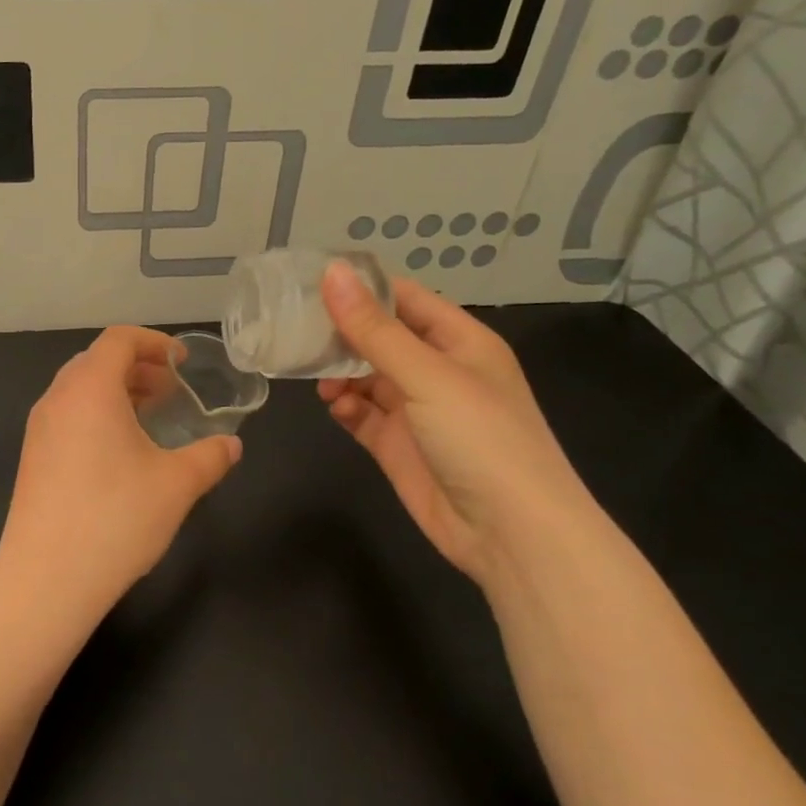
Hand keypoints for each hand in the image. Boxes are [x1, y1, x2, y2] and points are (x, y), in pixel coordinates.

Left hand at [0, 327, 241, 619]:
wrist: (46, 578)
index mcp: (89, 389)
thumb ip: (210, 456)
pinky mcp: (32, 458)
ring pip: (79, 390)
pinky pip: (67, 416)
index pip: (119, 340)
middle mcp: (57, 399)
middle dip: (137, 367)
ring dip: (116, 392)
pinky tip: (120, 453)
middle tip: (171, 391)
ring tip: (150, 418)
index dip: (154, 342)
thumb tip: (231, 445)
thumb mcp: (177, 484)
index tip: (182, 362)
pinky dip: (96, 416)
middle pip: (96, 361)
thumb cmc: (116, 518)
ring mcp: (39, 429)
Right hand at [317, 264, 596, 590]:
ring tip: (317, 379)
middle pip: (380, 338)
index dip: (363, 288)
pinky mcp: (398, 446)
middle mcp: (438, 371)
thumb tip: (332, 272)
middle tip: (295, 328)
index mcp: (460, 341)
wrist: (510, 533)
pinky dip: (346, 408)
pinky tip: (336, 408)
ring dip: (340, 374)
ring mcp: (417, 410)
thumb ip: (375, 329)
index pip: (405, 298)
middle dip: (342, 333)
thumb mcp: (428, 376)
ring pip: (367, 377)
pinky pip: (363, 415)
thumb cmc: (480, 438)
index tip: (310, 281)